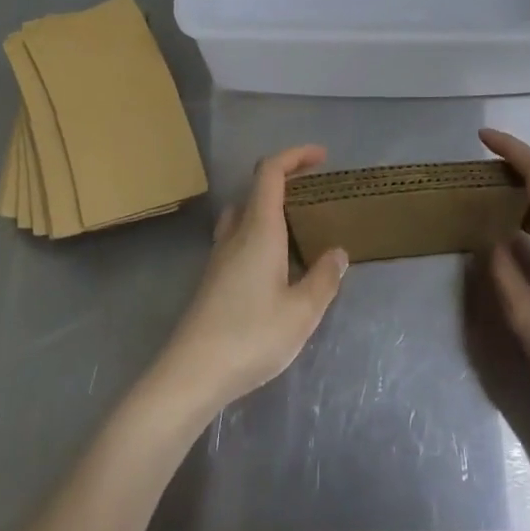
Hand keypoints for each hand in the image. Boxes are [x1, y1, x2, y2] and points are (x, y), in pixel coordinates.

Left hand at [151, 145, 347, 419]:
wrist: (191, 374)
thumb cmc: (251, 336)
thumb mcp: (302, 312)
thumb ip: (323, 279)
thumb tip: (338, 253)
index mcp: (259, 230)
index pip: (270, 172)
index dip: (295, 155)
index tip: (321, 156)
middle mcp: (236, 234)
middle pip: (256, 189)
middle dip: (286, 180)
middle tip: (316, 192)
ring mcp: (220, 257)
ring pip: (244, 213)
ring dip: (271, 207)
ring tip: (300, 226)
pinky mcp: (214, 279)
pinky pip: (239, 238)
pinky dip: (261, 233)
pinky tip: (278, 265)